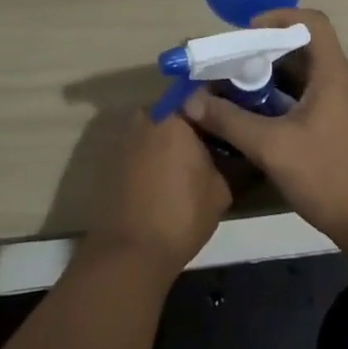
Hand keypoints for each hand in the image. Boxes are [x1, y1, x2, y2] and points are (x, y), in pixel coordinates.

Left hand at [88, 105, 232, 276]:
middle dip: (196, 122)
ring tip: (195, 161)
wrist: (129, 255)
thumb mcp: (221, 188)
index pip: (202, 93)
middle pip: (178, 109)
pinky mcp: (114, 160)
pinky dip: (157, 156)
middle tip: (217, 141)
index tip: (234, 115)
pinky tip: (171, 177)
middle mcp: (147, 116)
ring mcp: (126, 137)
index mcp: (174, 114)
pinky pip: (144, 147)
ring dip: (175, 140)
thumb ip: (227, 159)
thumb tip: (231, 150)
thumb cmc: (181, 214)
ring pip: (160, 128)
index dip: (220, 104)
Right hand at [184, 8, 347, 256]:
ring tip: (238, 88)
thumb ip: (230, 121)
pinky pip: (310, 97)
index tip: (248, 32)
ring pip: (306, 75)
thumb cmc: (328, 175)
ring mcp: (344, 105)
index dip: (280, 17)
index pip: (312, 22)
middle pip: (305, 48)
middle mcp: (342, 81)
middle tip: (233, 63)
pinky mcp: (341, 127)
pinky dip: (284, 99)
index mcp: (333, 73)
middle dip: (267, 50)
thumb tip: (191, 101)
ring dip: (273, 77)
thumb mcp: (272, 147)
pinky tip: (259, 118)